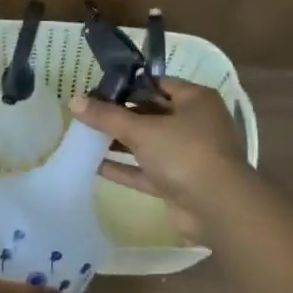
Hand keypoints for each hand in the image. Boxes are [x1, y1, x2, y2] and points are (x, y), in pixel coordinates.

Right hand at [73, 80, 248, 238]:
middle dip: (120, 115)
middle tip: (87, 113)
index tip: (97, 89)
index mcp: (195, 100)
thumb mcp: (142, 130)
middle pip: (151, 113)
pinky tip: (94, 165)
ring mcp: (188, 155)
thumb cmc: (185, 153)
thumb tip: (74, 100)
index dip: (127, 85)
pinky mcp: (179, 183)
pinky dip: (125, 168)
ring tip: (85, 137)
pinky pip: (146, 171)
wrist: (218, 208)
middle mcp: (195, 123)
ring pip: (148, 143)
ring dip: (120, 142)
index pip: (157, 84)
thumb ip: (107, 116)